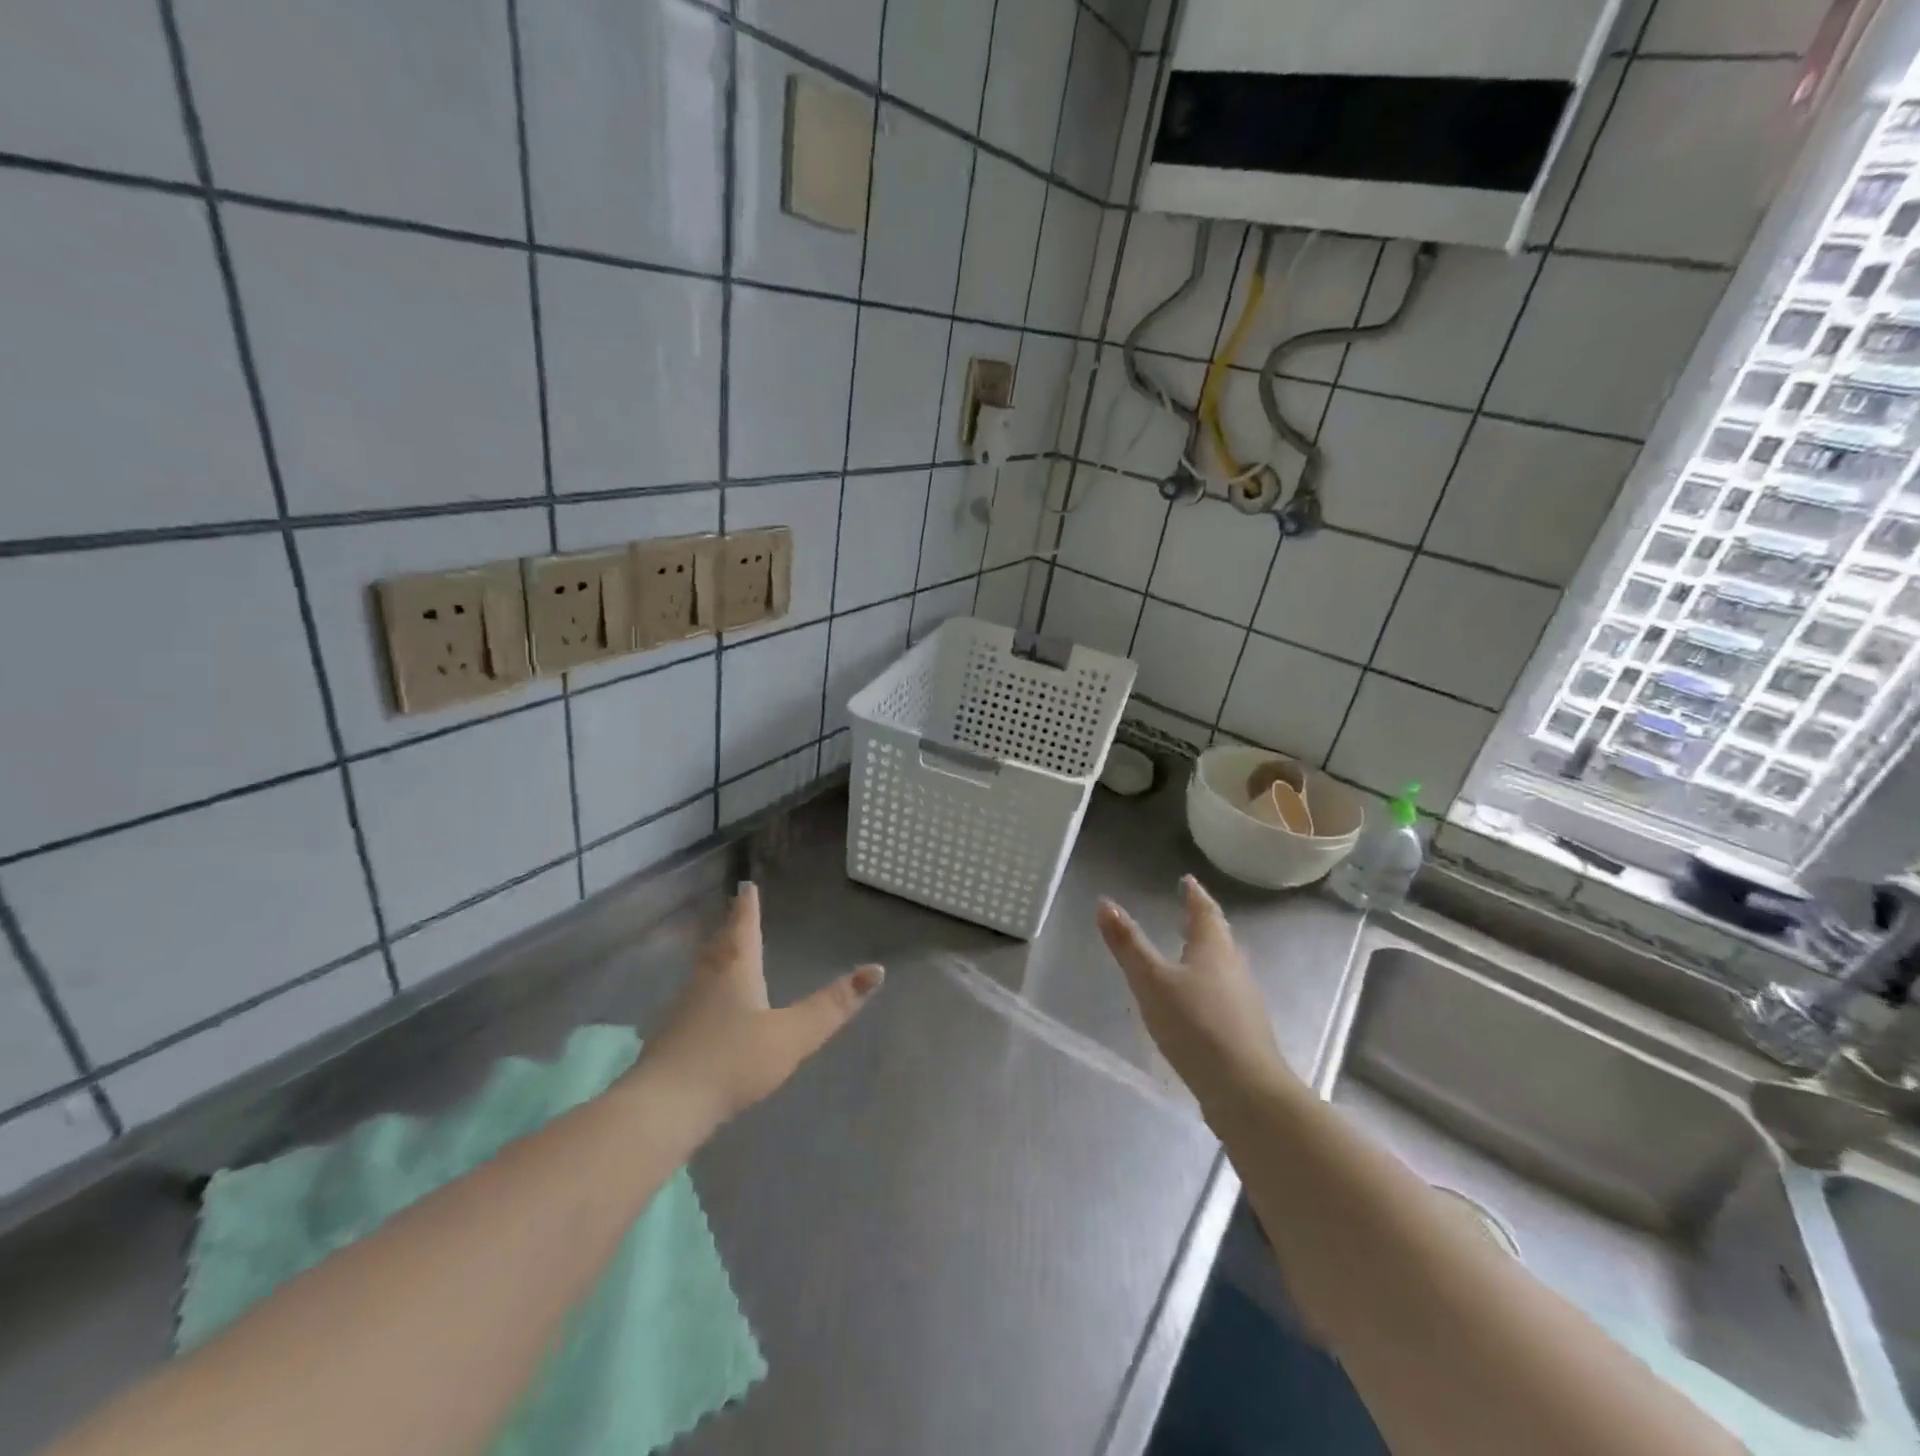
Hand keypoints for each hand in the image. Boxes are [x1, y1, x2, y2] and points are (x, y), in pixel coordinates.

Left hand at [636, 883, 882, 1127]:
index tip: (746, 886)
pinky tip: (705, 1008)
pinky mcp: (670, 1038)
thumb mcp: (791, 1036)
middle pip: (719, 946)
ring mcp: (684, 1010)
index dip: (748, 908)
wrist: (663, 1108)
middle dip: (731, 928)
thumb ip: (832, 1006)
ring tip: (723, 952)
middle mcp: (706, 981)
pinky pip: (693, 999)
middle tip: (735, 913)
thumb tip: (876, 970)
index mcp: (735, 972)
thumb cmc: (731, 1062)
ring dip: (716, 956)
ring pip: (703, 971)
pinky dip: (704, 989)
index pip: (743, 929)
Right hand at [1097, 876, 1287, 1111]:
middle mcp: (1234, 966)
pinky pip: (1222, 992)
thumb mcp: (1152, 981)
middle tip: (1185, 912)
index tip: (1187, 880)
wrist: (1246, 1090)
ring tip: (1185, 952)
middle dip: (1201, 922)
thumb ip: (1128, 944)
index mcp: (1214, 948)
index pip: (1205, 910)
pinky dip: (1207, 983)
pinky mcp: (1243, 1029)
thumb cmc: (1196, 1024)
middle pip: (1218, 936)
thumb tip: (1105, 902)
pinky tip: (1194, 1000)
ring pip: (1222, 965)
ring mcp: (1243, 1000)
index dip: (1195, 894)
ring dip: (1205, 953)